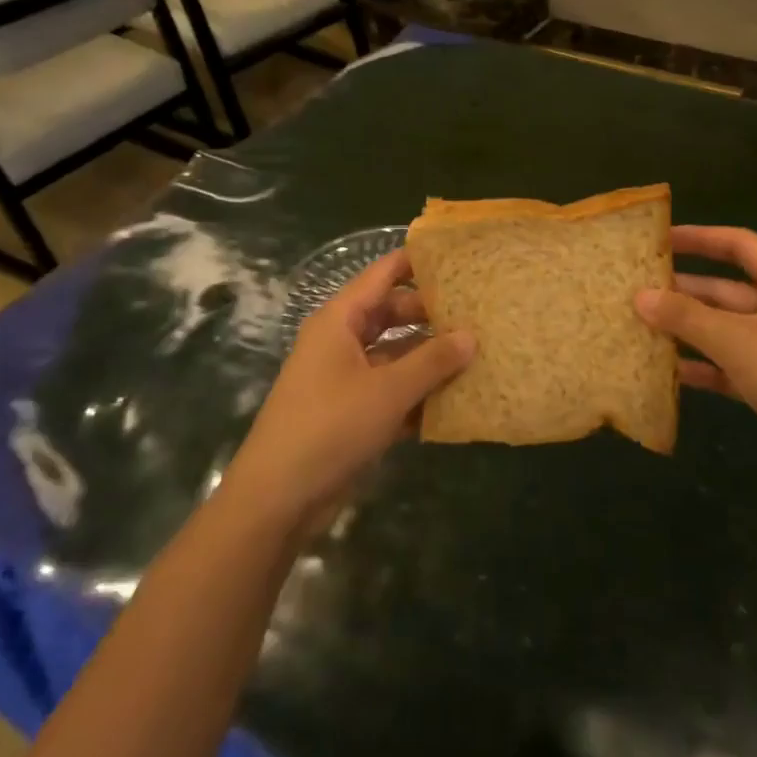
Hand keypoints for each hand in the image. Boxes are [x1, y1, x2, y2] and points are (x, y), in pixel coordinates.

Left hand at [224, 249, 472, 532]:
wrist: (278, 499)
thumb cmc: (330, 427)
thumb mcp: (388, 391)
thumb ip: (432, 361)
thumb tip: (471, 335)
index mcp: (340, 320)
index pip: (382, 275)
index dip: (416, 262)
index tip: (458, 258)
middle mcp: (341, 341)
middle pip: (391, 314)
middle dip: (431, 315)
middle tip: (478, 313)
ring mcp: (344, 378)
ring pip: (394, 354)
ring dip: (428, 358)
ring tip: (476, 354)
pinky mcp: (350, 412)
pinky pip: (391, 389)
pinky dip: (417, 393)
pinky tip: (454, 400)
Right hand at [636, 226, 756, 491]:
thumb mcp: (737, 340)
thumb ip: (686, 316)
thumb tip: (639, 296)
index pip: (740, 245)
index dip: (699, 238)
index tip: (658, 238)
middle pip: (727, 288)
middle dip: (684, 289)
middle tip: (636, 287)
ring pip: (725, 328)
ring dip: (687, 328)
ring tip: (639, 324)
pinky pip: (730, 364)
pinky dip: (702, 365)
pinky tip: (666, 369)